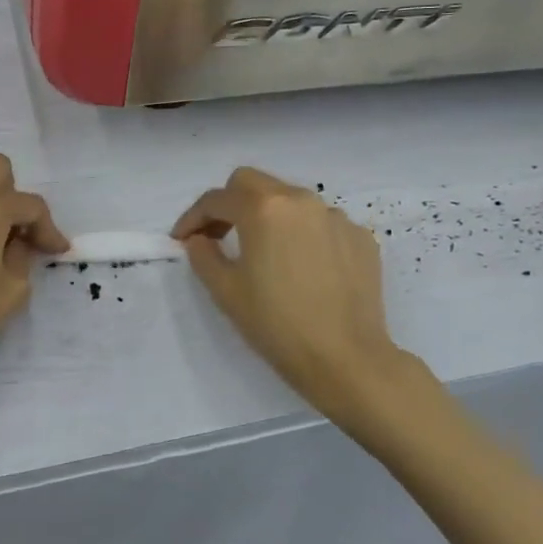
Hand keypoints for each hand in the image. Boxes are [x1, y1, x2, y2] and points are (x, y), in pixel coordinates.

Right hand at [173, 168, 421, 427]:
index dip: (193, 217)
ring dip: (269, 216)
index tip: (182, 239)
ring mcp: (335, 217)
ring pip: (290, 200)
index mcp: (263, 208)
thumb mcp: (226, 292)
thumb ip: (203, 256)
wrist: (347, 359)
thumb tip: (199, 239)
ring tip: (264, 252)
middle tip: (218, 235)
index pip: (217, 199)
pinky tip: (303, 268)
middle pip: (253, 184)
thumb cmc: (277, 325)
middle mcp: (301, 200)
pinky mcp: (360, 237)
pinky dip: (303, 235)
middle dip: (229, 203)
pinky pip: (321, 224)